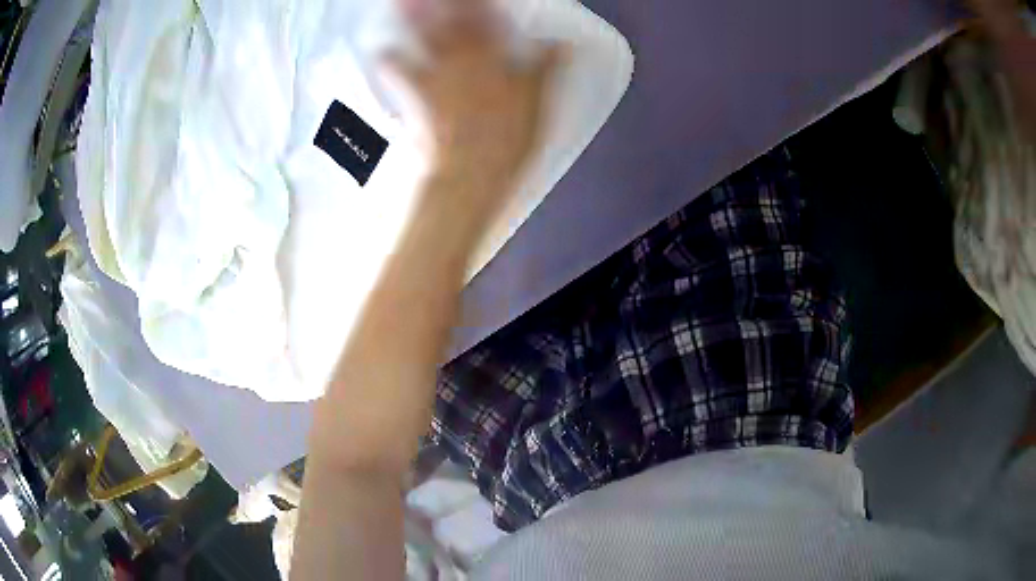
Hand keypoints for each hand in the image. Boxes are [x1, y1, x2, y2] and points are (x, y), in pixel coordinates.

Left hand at [388, 0, 563, 220]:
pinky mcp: (414, 92)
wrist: (470, 171)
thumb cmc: (508, 138)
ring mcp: (435, 71)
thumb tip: (563, 43)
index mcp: (495, 56)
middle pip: (453, 19)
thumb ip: (545, 68)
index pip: (489, 18)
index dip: (481, 2)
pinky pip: (395, 70)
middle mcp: (463, 55)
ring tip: (404, 1)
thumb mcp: (536, 102)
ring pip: (423, 35)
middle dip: (444, 3)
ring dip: (413, 16)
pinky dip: (388, 59)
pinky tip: (382, 50)